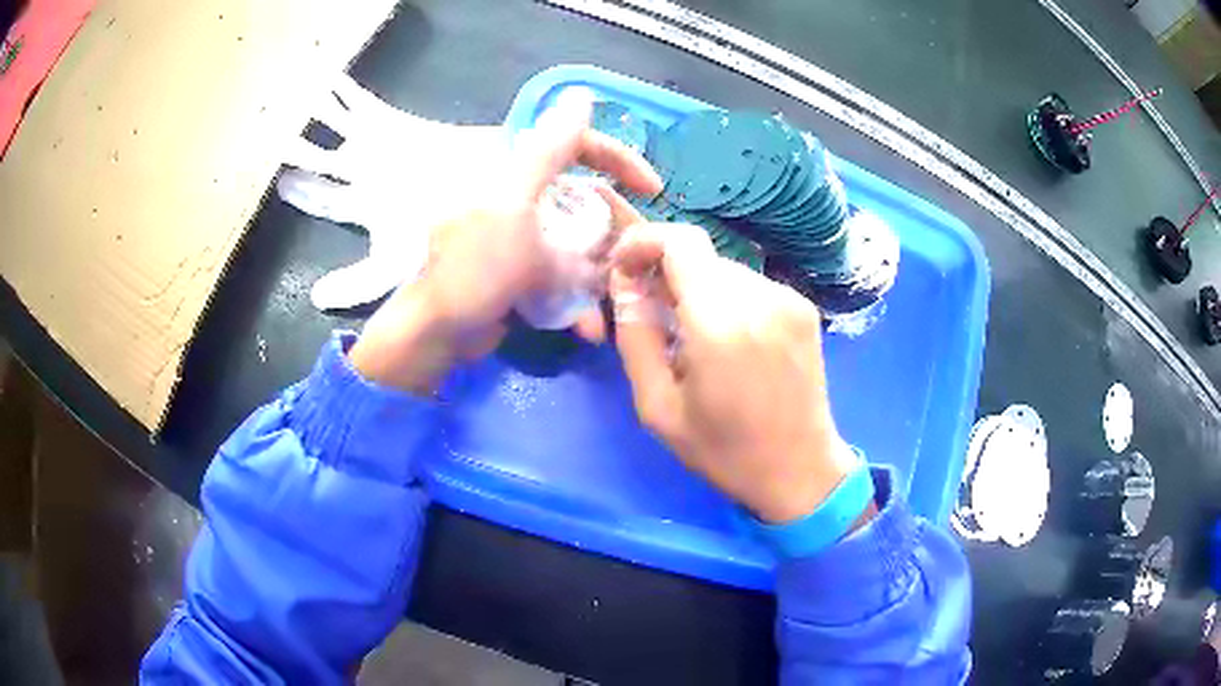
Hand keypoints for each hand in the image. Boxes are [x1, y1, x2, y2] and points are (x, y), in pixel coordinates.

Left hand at [349, 92, 661, 393]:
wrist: (439, 336)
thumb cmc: (473, 266)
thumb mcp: (513, 202)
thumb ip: (549, 149)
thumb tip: (581, 94)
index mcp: (514, 169)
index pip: (575, 144)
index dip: (617, 159)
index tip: (652, 190)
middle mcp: (520, 194)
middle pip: (585, 197)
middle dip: (616, 231)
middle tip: (639, 259)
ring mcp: (523, 234)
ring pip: (580, 239)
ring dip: (601, 272)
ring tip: (617, 302)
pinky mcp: (523, 268)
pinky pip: (563, 272)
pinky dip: (577, 296)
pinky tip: (589, 326)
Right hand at [607, 209, 859, 523]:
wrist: (800, 470)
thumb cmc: (723, 451)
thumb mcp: (658, 406)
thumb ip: (635, 336)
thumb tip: (624, 283)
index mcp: (720, 324)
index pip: (680, 241)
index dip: (644, 242)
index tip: (625, 270)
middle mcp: (760, 298)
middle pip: (699, 256)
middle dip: (667, 273)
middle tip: (652, 314)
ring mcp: (788, 300)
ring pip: (723, 270)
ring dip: (697, 289)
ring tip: (691, 338)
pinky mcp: (803, 308)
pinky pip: (750, 286)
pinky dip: (727, 300)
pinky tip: (728, 343)